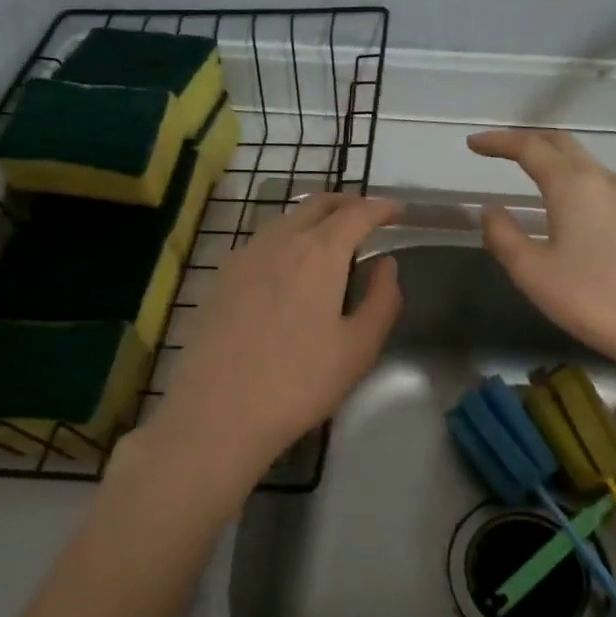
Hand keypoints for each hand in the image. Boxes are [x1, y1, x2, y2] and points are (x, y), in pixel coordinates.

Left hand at [142, 194, 402, 498]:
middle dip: (348, 203)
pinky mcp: (220, 277)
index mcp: (319, 252)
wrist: (216, 413)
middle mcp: (279, 240)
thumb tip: (386, 264)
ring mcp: (243, 255)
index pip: (358, 213)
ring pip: (286, 219)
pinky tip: (289, 266)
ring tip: (332, 239)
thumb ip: (382, 299)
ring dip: (315, 218)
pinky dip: (287, 238)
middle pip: (318, 203)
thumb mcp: (358, 348)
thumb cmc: (298, 382)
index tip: (399, 211)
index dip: (382, 208)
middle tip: (369, 217)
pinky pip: (262, 241)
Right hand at [469, 129, 615, 376]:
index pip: (530, 147)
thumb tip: (491, 210)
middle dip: (525, 140)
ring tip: (521, 168)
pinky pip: (593, 179)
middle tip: (495, 150)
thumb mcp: (532, 271)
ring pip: (580, 160)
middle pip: (560, 143)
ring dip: (548, 156)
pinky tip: (557, 198)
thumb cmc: (591, 298)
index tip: (472, 144)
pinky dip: (567, 175)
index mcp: (573, 185)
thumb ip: (503, 235)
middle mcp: (601, 179)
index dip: (498, 142)